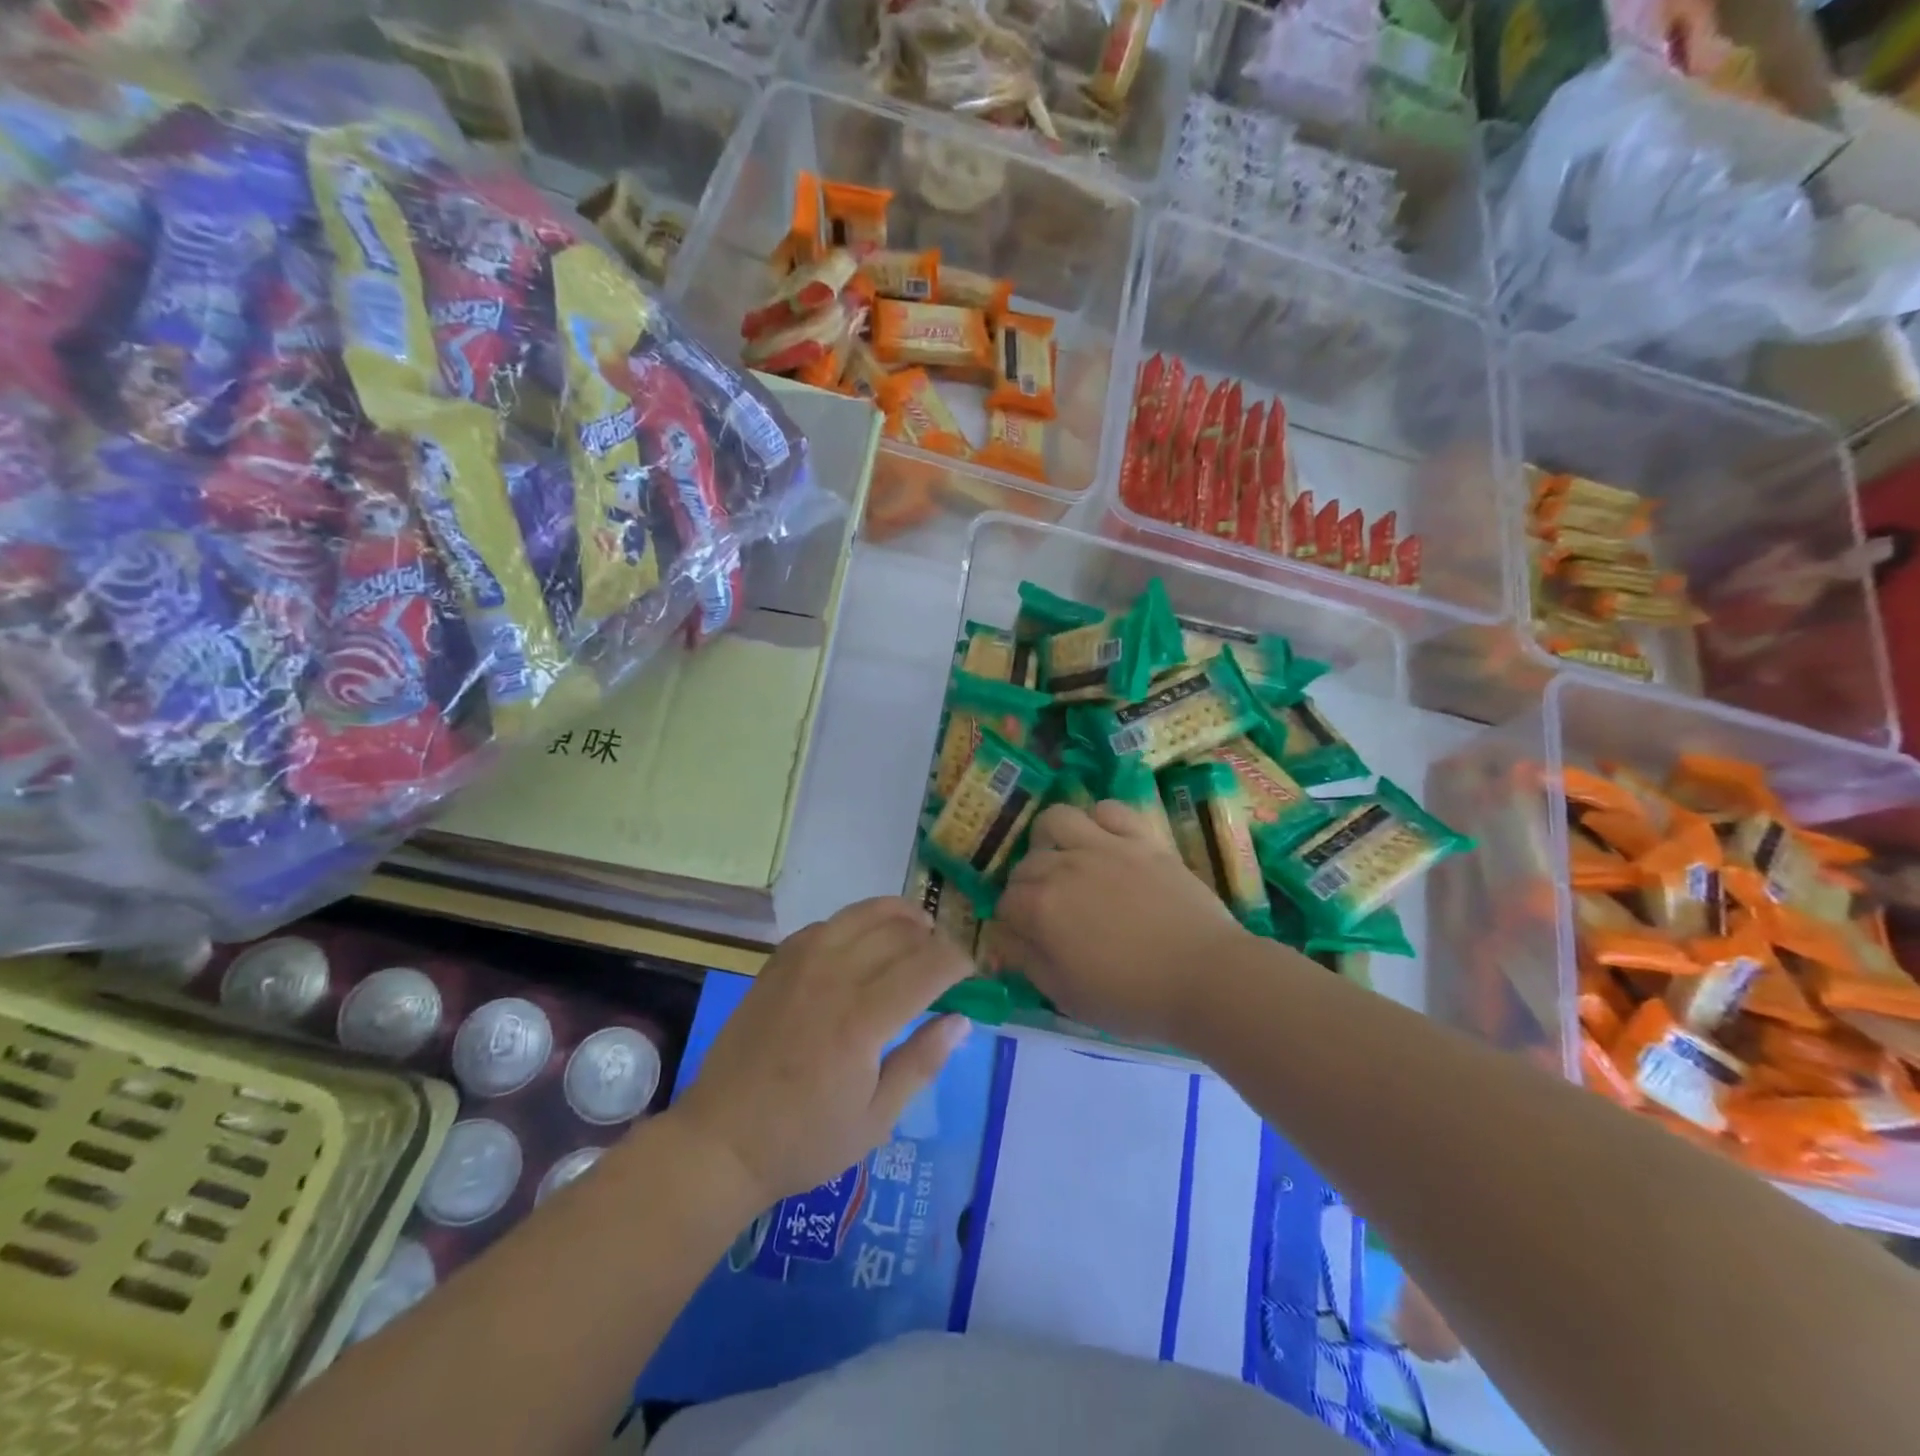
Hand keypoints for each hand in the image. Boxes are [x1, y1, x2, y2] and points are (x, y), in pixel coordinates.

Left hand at [670, 897, 973, 1206]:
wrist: (721, 1141)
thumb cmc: (804, 1141)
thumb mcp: (876, 1120)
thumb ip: (922, 1062)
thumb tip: (961, 1020)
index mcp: (862, 1020)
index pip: (929, 966)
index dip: (959, 962)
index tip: (970, 975)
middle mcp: (834, 977)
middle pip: (900, 933)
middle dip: (934, 940)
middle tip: (945, 963)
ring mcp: (801, 963)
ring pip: (863, 914)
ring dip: (899, 917)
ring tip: (916, 932)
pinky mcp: (778, 963)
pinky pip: (827, 924)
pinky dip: (856, 923)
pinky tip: (863, 942)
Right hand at [996, 801, 1250, 1045]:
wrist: (1206, 977)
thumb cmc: (1133, 998)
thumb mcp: (1066, 996)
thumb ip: (1026, 962)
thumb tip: (1002, 939)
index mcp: (1040, 908)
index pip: (1005, 903)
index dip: (1012, 922)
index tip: (1028, 939)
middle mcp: (1064, 867)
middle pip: (1026, 864)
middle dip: (1027, 886)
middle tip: (1050, 911)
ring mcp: (1104, 846)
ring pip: (1057, 819)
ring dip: (1051, 838)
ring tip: (1065, 859)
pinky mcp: (1141, 838)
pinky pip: (1109, 809)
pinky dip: (1099, 820)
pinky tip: (1105, 841)